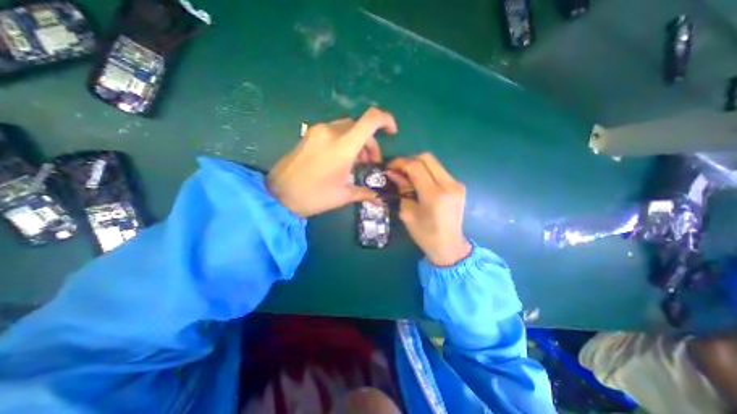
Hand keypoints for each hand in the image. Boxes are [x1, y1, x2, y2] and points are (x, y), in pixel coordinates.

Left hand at [267, 107, 396, 217]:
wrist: (278, 195)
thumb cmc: (314, 196)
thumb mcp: (343, 195)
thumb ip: (365, 192)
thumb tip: (381, 199)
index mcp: (343, 146)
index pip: (371, 120)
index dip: (386, 120)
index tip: (392, 132)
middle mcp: (331, 132)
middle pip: (360, 126)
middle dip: (370, 142)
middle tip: (370, 162)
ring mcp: (318, 131)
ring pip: (347, 128)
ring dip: (357, 142)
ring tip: (357, 162)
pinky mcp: (309, 135)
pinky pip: (334, 131)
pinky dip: (344, 141)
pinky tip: (342, 158)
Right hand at [387, 153, 471, 266]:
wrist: (450, 246)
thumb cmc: (425, 235)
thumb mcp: (408, 213)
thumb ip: (402, 190)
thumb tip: (394, 174)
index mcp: (434, 195)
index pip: (415, 166)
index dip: (400, 163)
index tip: (389, 167)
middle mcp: (448, 185)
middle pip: (427, 158)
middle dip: (409, 160)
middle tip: (398, 170)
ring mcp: (456, 184)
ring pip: (434, 162)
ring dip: (418, 165)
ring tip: (407, 175)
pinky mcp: (459, 186)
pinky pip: (439, 171)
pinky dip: (427, 171)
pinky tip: (419, 181)